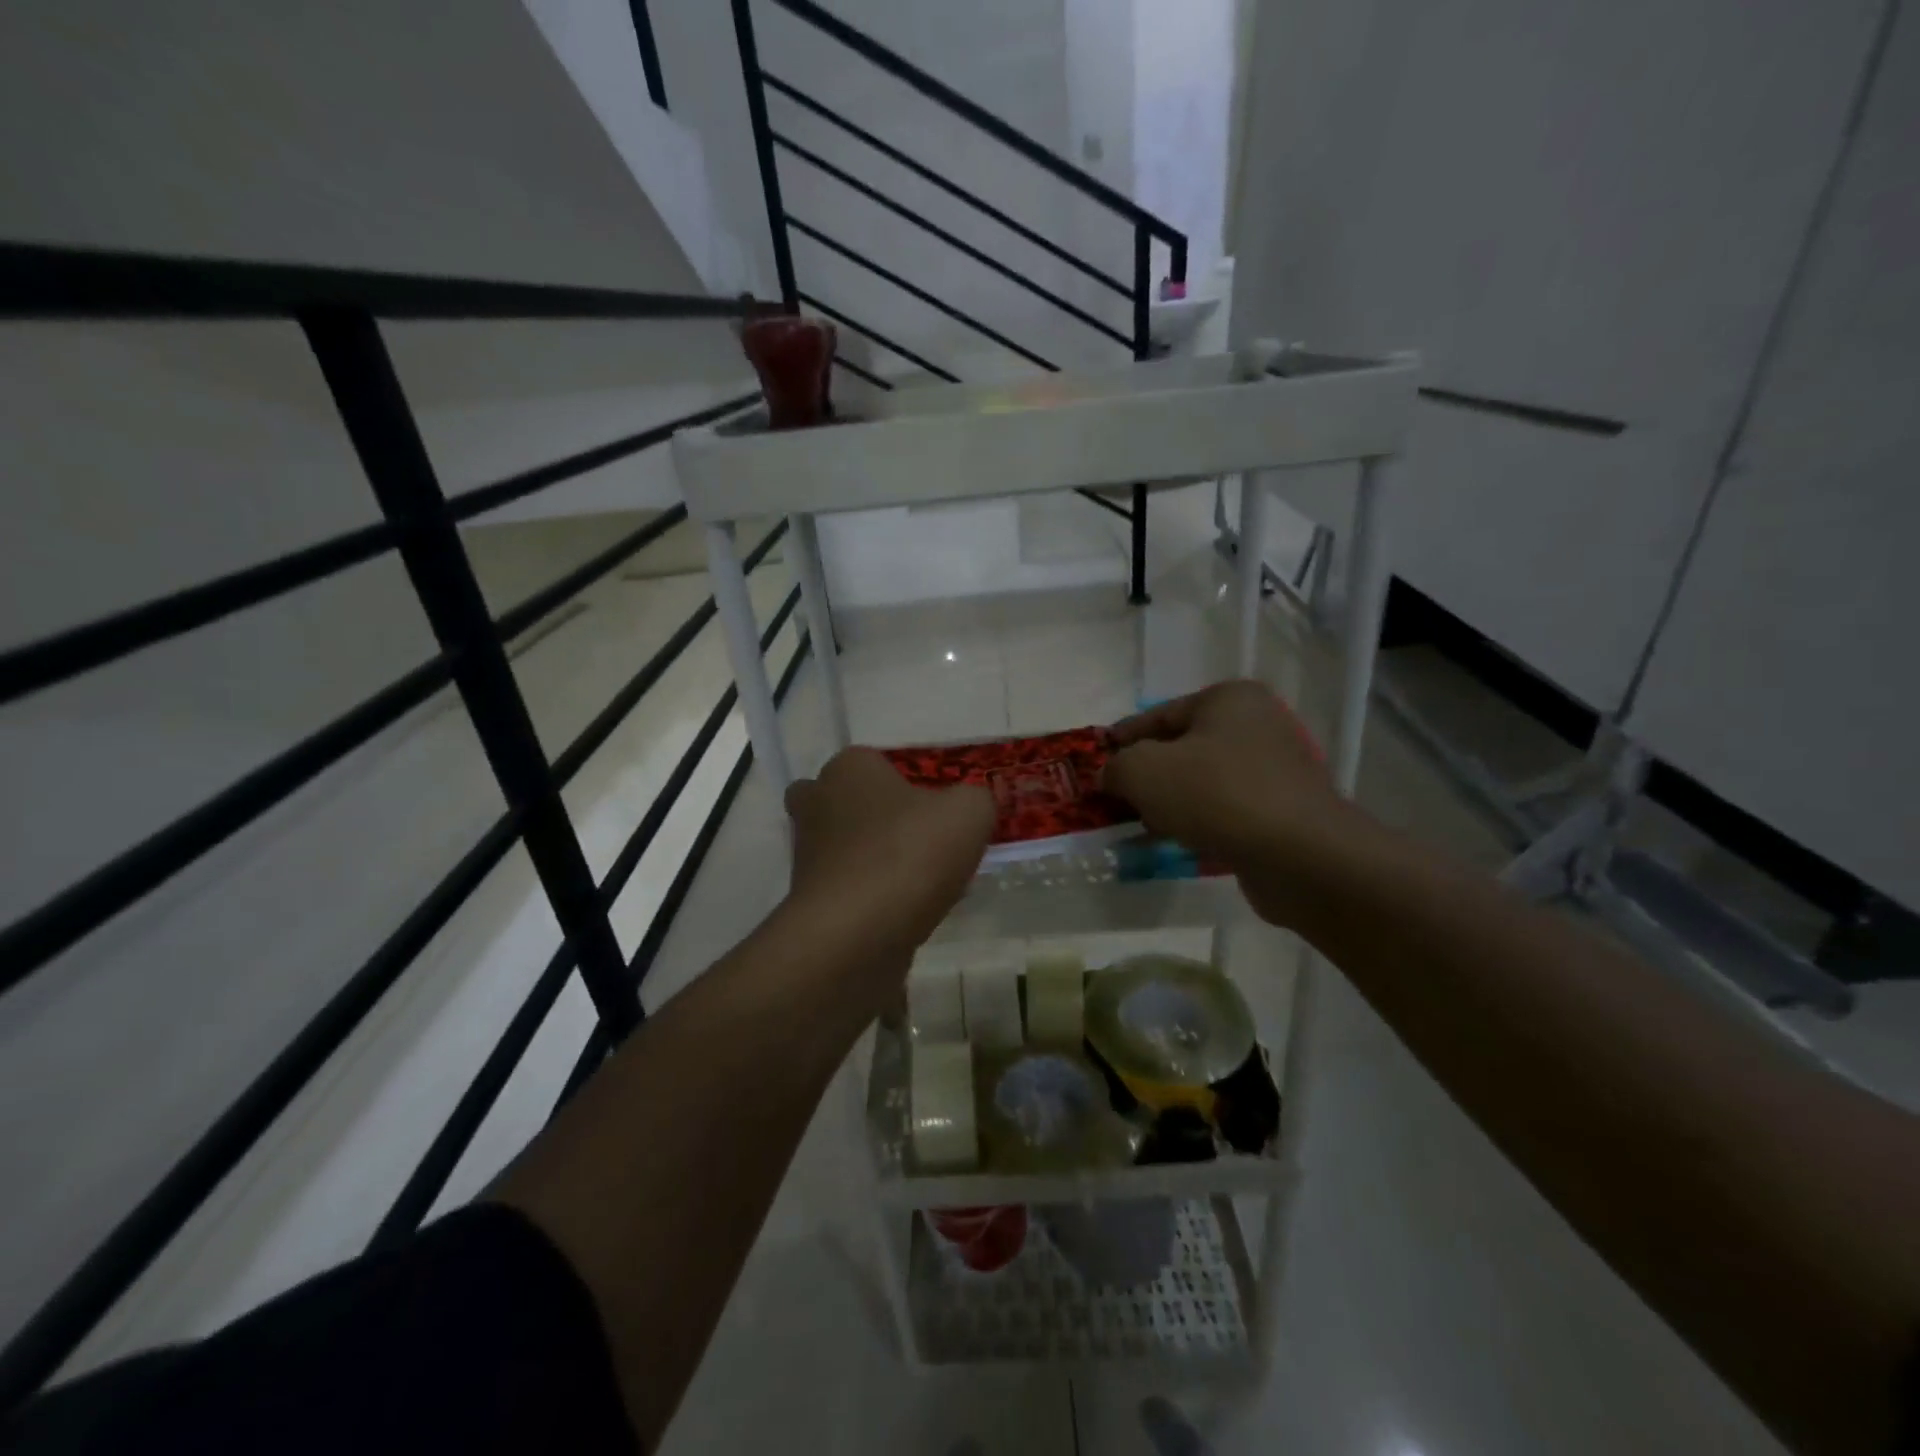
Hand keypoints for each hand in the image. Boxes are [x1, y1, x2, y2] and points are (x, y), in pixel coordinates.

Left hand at [784, 747, 993, 963]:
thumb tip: (969, 808)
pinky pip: (851, 889)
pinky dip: (876, 897)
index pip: (877, 761)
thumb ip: (975, 799)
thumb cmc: (908, 854)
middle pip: (851, 802)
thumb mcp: (969, 812)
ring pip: (849, 848)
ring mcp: (807, 855)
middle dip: (880, 818)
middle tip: (923, 838)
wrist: (855, 935)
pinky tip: (914, 914)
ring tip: (930, 883)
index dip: (910, 782)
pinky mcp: (810, 901)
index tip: (940, 809)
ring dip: (882, 861)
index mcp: (848, 768)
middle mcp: (817, 803)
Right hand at [1103, 680, 1358, 924]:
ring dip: (1170, 802)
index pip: (1159, 715)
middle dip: (1146, 774)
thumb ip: (1117, 767)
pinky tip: (1176, 842)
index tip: (1097, 759)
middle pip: (1182, 748)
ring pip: (1203, 782)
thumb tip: (1111, 776)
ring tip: (1140, 825)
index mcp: (1229, 700)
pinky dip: (1198, 822)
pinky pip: (1225, 810)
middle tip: (1114, 796)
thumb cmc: (1216, 795)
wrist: (1299, 855)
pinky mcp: (1283, 811)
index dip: (1122, 738)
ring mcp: (1275, 770)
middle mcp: (1257, 726)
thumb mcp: (1144, 771)